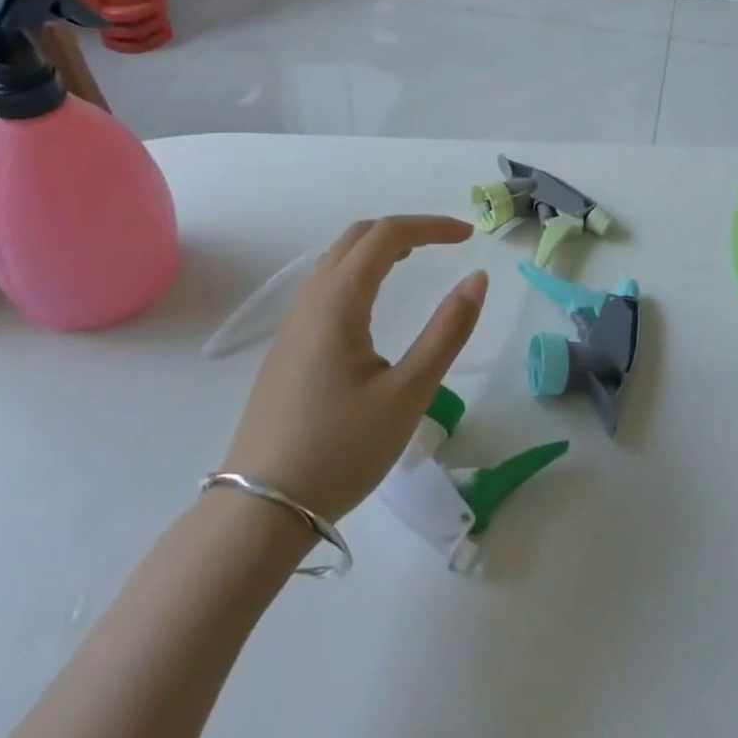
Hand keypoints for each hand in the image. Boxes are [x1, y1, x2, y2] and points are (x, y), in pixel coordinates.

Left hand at [221, 216, 487, 521]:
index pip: (386, 235)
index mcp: (338, 302)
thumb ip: (447, 331)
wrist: (260, 511)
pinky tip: (373, 303)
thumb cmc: (341, 450)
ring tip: (415, 261)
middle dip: (404, 229)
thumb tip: (477, 278)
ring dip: (378, 248)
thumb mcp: (408, 393)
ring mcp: (293, 325)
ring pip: (336, 261)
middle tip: (445, 244)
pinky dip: (359, 271)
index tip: (469, 236)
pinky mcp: (287, 348)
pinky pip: (325, 286)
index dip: (431, 226)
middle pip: (356, 237)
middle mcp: (311, 301)